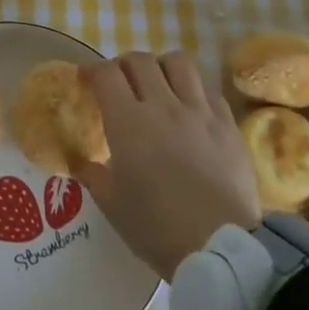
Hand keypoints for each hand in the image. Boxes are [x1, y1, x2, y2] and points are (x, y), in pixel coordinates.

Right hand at [75, 51, 260, 281]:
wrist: (221, 249)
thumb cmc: (157, 228)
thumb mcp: (112, 206)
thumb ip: (93, 175)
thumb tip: (80, 162)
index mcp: (128, 121)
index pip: (106, 74)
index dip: (91, 70)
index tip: (86, 80)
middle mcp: (163, 105)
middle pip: (140, 59)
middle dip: (124, 65)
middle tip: (120, 83)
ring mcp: (199, 111)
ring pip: (178, 62)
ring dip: (161, 67)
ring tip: (158, 85)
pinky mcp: (228, 124)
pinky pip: (208, 90)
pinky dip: (194, 92)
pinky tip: (191, 110)